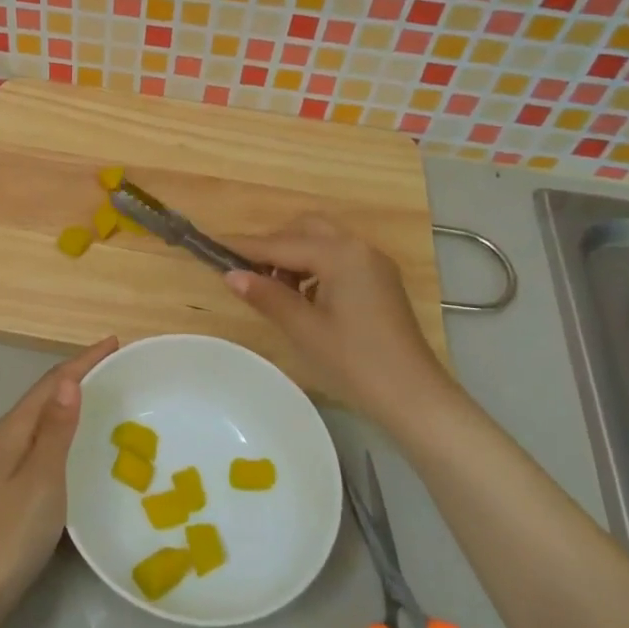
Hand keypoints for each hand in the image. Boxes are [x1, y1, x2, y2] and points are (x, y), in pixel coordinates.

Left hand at [0, 337, 118, 624]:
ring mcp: (10, 463)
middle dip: (80, 374)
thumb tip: (70, 378)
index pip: (53, 382)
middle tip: (118, 365)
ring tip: (108, 394)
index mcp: (15, 428)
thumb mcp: (41, 477)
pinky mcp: (17, 486)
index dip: (84, 360)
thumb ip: (56, 429)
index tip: (115, 343)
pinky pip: (49, 441)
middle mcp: (10, 437)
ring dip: (75, 400)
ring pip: (48, 418)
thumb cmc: (12, 532)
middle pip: (48, 394)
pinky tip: (85, 443)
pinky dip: (70, 429)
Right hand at [226, 216, 457, 432]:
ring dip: (294, 257)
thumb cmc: (355, 362)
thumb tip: (231, 275)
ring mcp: (373, 264)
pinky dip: (314, 268)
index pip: (282, 243)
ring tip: (274, 291)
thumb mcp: (304, 329)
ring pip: (323, 242)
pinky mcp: (380, 282)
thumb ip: (266, 296)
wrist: (414, 398)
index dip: (246, 247)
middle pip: (305, 229)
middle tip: (249, 273)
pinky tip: (303, 298)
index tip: (214, 246)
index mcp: (340, 254)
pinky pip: (338, 259)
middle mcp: (359, 248)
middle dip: (274, 245)